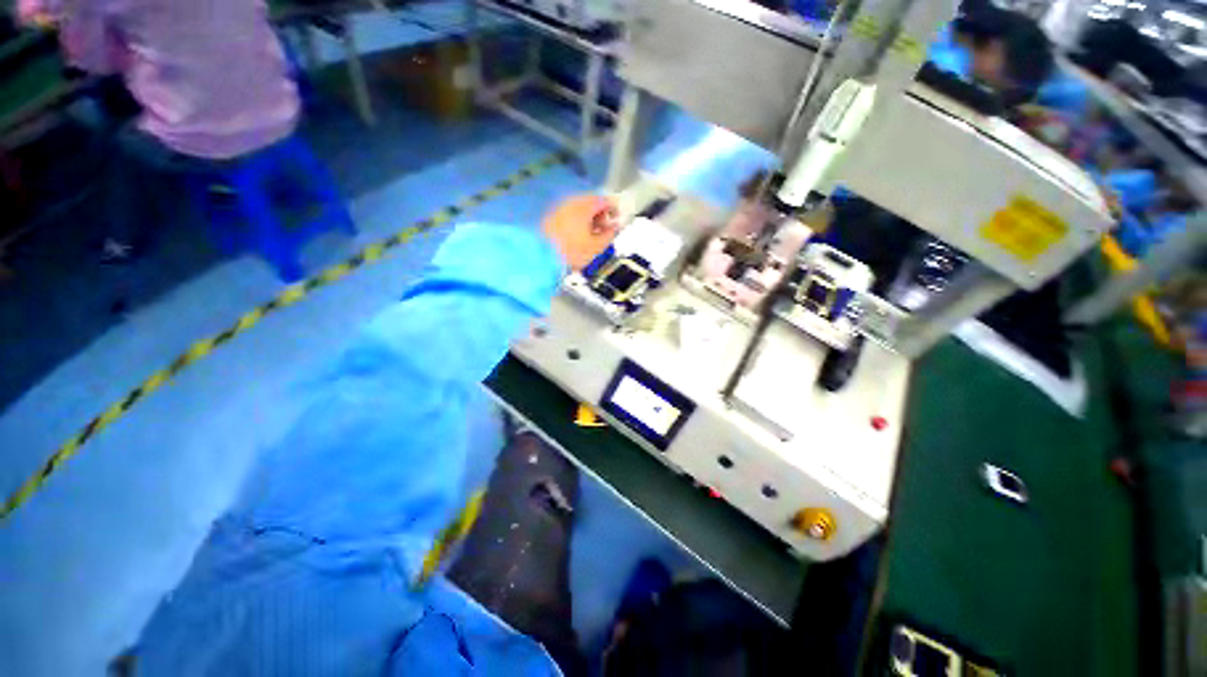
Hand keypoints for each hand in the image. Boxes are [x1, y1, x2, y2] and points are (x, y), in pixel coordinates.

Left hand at [541, 195, 619, 270]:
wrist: (541, 257)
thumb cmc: (572, 252)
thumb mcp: (596, 247)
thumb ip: (609, 235)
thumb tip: (615, 228)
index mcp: (585, 205)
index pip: (605, 200)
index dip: (614, 210)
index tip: (616, 222)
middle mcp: (572, 202)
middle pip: (591, 203)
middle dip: (600, 216)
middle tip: (603, 231)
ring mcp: (559, 208)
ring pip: (579, 209)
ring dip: (588, 219)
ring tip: (590, 236)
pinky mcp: (550, 217)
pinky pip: (568, 214)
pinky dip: (576, 222)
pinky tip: (576, 237)